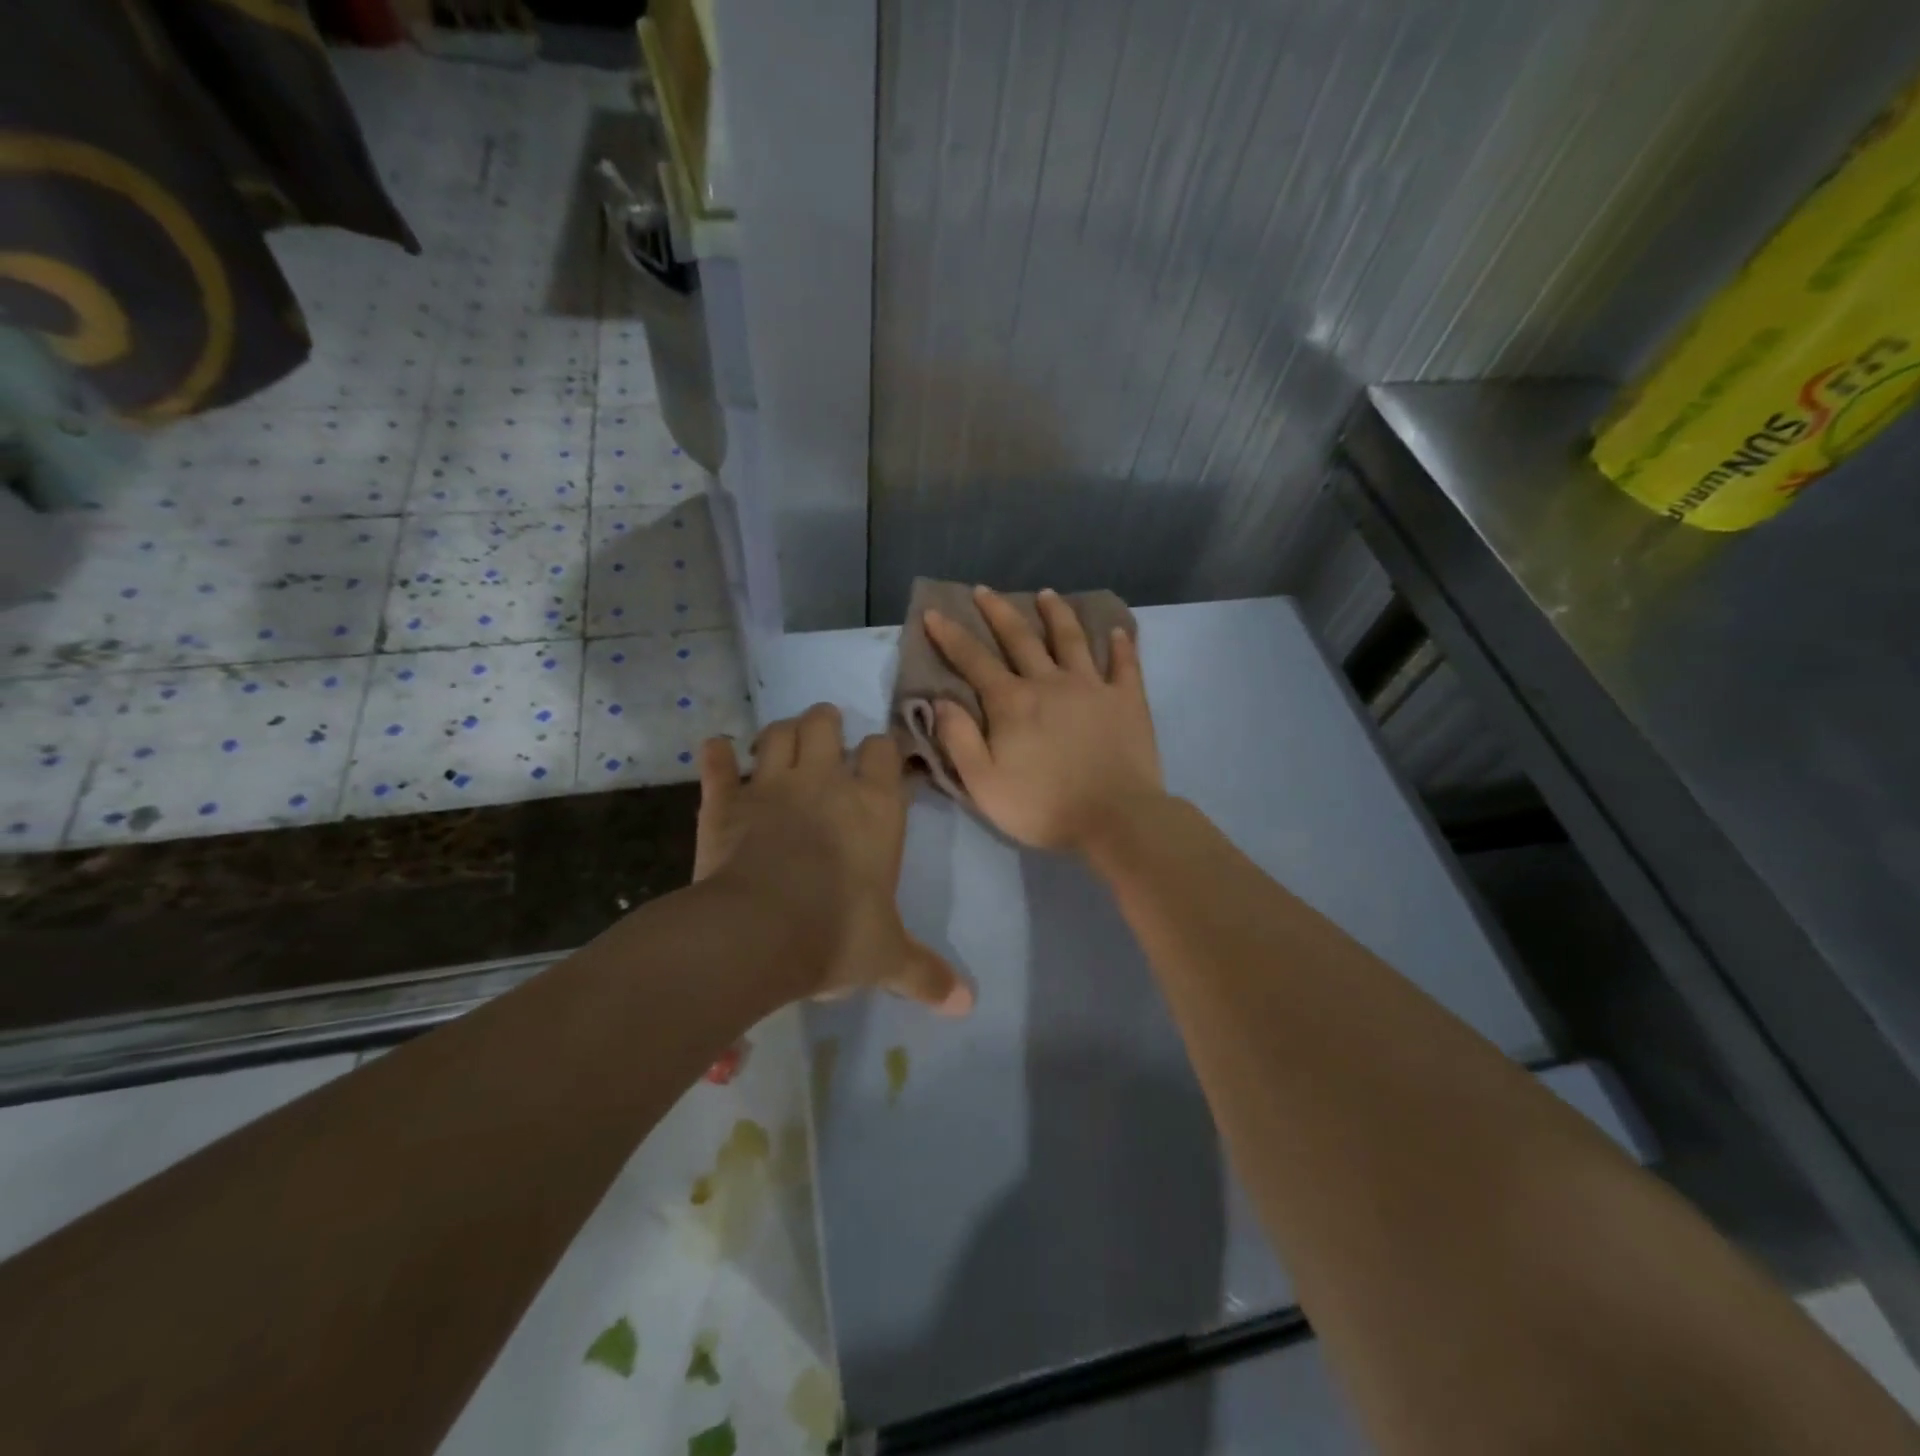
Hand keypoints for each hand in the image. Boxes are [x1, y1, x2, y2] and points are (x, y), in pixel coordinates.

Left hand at [692, 704, 972, 1014]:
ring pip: (774, 735)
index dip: (882, 749)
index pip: (884, 752)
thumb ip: (926, 973)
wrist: (758, 934)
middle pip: (823, 725)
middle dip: (825, 722)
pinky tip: (715, 749)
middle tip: (826, 730)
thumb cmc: (837, 934)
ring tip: (782, 740)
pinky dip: (715, 755)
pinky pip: (716, 765)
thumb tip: (967, 1005)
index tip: (880, 757)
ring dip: (779, 732)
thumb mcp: (888, 958)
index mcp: (874, 807)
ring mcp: (770, 787)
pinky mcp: (725, 803)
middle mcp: (824, 783)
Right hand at [924, 585, 1164, 852]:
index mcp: (1012, 702)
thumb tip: (941, 701)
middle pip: (1020, 637)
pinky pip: (1124, 664)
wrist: (1115, 819)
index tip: (934, 612)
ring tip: (1047, 594)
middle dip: (998, 611)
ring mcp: (1092, 686)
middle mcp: (1050, 682)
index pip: (973, 660)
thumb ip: (959, 739)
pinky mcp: (1127, 700)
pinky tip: (1119, 631)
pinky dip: (1121, 645)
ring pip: (1071, 639)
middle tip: (984, 590)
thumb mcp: (983, 784)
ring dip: (1056, 614)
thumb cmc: (1043, 806)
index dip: (950, 635)